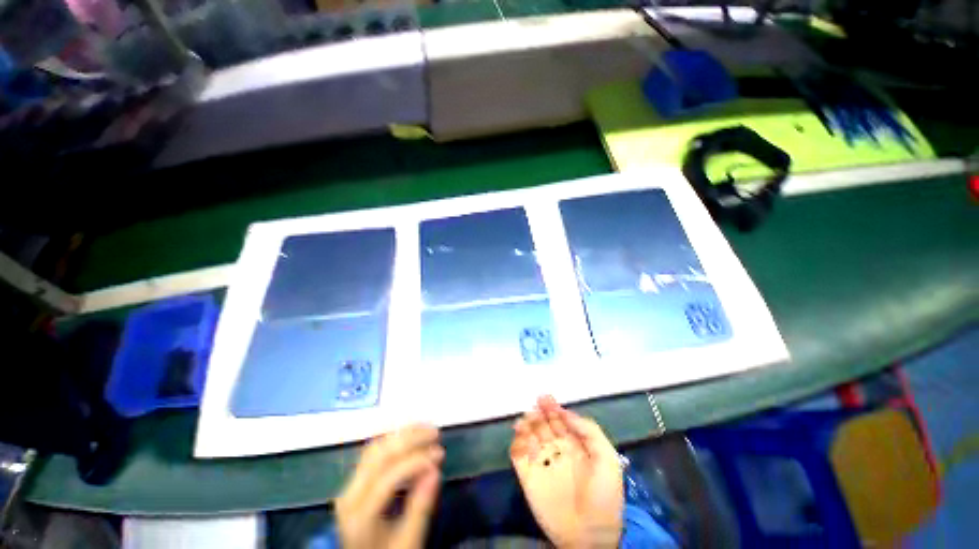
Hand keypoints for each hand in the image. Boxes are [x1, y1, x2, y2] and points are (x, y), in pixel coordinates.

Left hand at [336, 424, 442, 548]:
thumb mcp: (408, 542)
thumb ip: (420, 508)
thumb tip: (435, 471)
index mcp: (361, 516)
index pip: (389, 476)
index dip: (417, 461)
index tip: (441, 454)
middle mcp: (350, 496)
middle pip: (380, 455)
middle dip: (410, 438)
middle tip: (436, 433)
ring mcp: (349, 487)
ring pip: (376, 448)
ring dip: (403, 435)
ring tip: (426, 429)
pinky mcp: (354, 482)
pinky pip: (373, 452)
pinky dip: (394, 440)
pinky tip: (411, 437)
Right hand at [511, 396, 623, 548]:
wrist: (590, 537)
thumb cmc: (604, 496)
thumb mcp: (607, 459)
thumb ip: (589, 431)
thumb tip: (565, 412)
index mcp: (575, 446)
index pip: (560, 421)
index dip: (553, 408)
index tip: (546, 398)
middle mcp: (556, 451)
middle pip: (543, 425)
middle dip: (539, 412)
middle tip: (535, 405)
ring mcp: (542, 463)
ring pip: (529, 436)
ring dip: (526, 424)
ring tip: (526, 419)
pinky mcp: (528, 477)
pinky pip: (517, 455)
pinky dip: (516, 442)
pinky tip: (520, 436)